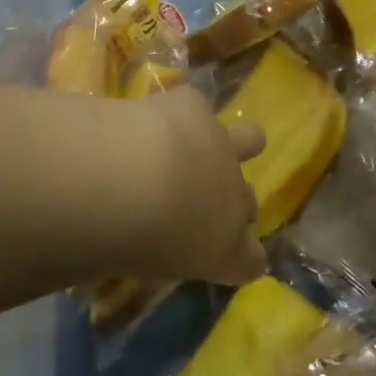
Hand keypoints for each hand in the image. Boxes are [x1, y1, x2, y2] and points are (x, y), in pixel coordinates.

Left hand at [123, 85, 268, 284]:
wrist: (126, 181)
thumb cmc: (124, 245)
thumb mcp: (134, 268)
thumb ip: (144, 257)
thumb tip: (126, 251)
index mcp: (222, 252)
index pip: (252, 262)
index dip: (243, 258)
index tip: (231, 259)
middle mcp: (233, 200)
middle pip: (249, 204)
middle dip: (230, 203)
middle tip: (195, 203)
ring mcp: (221, 148)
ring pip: (251, 139)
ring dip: (234, 143)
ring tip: (205, 142)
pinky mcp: (196, 108)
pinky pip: (196, 107)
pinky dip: (179, 111)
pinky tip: (154, 115)